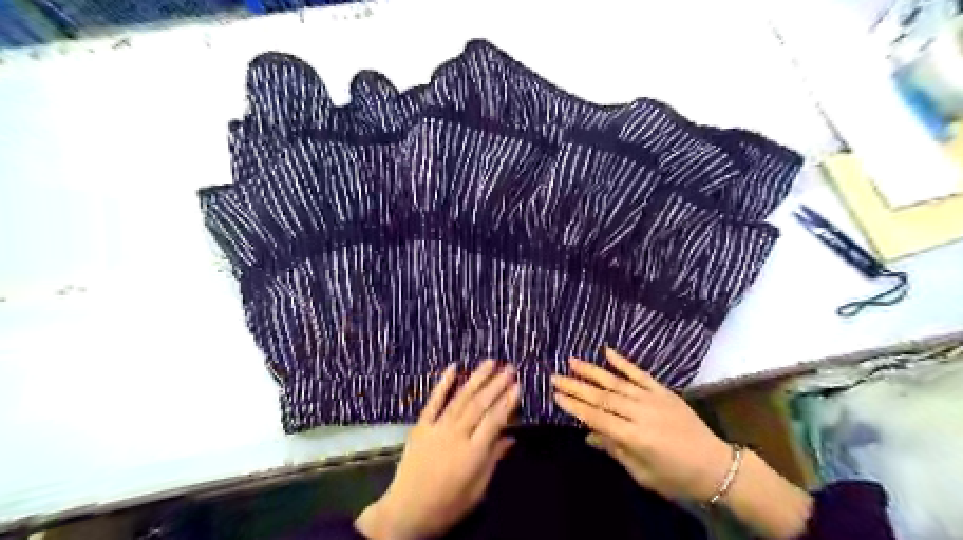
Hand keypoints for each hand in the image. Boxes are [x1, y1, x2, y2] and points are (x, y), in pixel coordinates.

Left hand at [355, 359, 520, 539]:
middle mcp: (456, 434)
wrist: (406, 512)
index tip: (518, 385)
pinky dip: (443, 383)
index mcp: (473, 452)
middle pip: (480, 405)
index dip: (507, 402)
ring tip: (490, 362)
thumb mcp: (477, 490)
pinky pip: (434, 401)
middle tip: (510, 367)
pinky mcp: (421, 426)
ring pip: (461, 398)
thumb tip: (511, 437)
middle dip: (496, 384)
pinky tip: (453, 367)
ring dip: (476, 378)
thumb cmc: (447, 505)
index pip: (495, 420)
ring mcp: (437, 427)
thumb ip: (493, 459)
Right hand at [549, 346, 731, 502]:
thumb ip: (615, 449)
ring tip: (572, 361)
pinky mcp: (663, 391)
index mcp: (635, 437)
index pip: (597, 417)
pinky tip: (607, 352)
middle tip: (554, 377)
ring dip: (592, 371)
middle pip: (602, 397)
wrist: (717, 466)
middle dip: (576, 386)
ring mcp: (652, 399)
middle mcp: (640, 413)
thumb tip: (588, 435)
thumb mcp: (642, 473)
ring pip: (616, 382)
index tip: (556, 395)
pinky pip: (640, 374)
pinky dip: (623, 363)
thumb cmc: (676, 477)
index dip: (575, 406)